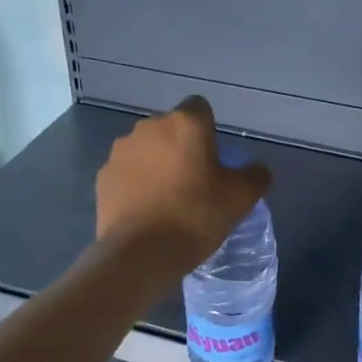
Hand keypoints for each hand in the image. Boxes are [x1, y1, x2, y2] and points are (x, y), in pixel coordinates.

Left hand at [97, 98, 271, 273]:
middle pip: (171, 129)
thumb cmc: (196, 217)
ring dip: (156, 165)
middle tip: (194, 183)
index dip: (209, 130)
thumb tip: (257, 169)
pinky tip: (146, 211)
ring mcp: (121, 151)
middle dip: (181, 148)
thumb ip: (255, 176)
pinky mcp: (103, 177)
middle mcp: (149, 127)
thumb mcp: (241, 199)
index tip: (213, 159)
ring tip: (167, 200)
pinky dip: (136, 184)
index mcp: (185, 124)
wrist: (140, 253)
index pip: (200, 108)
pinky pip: (127, 172)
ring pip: (146, 150)